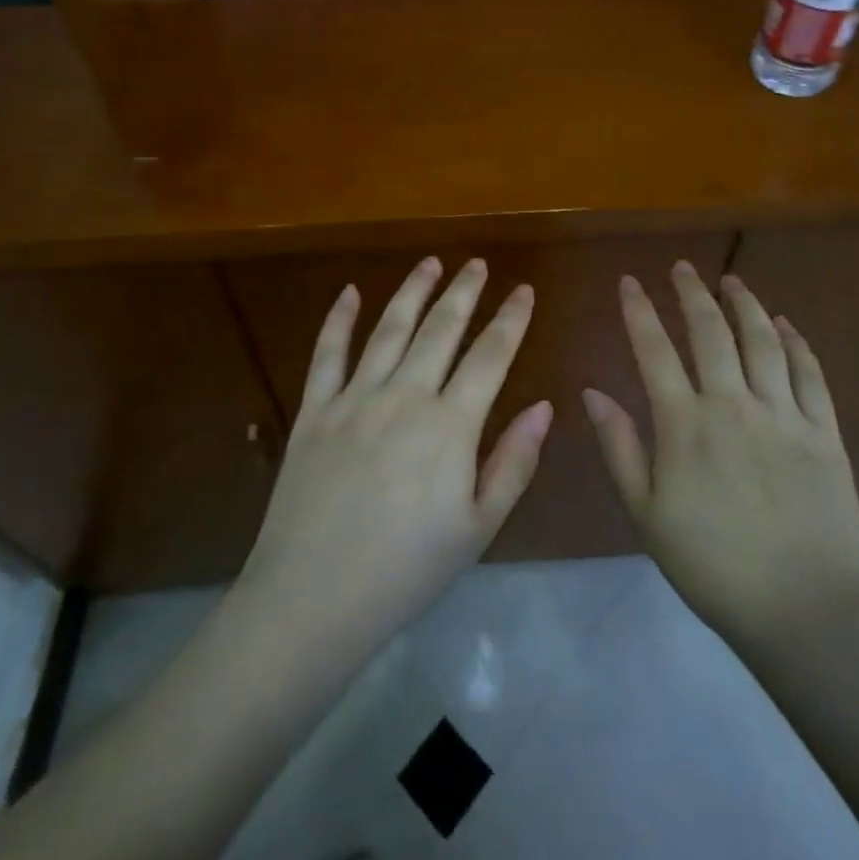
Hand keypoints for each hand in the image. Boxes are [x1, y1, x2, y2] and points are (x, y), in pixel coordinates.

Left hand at [238, 257, 551, 652]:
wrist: (314, 597)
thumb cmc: (407, 570)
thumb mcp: (478, 528)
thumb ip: (513, 462)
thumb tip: (544, 406)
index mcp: (450, 426)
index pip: (490, 356)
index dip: (510, 319)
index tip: (523, 290)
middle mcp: (404, 396)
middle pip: (441, 330)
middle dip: (464, 292)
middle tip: (478, 264)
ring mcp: (354, 398)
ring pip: (389, 329)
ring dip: (413, 292)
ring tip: (431, 262)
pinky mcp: (314, 410)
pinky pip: (327, 353)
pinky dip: (339, 319)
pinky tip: (350, 292)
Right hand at [582, 261, 858, 650]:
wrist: (804, 610)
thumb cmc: (712, 565)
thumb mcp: (646, 513)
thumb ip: (619, 447)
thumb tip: (592, 392)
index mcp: (685, 423)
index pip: (655, 350)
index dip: (639, 310)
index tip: (629, 281)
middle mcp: (733, 404)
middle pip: (710, 332)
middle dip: (692, 292)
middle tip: (681, 266)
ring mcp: (784, 415)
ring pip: (763, 341)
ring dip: (745, 305)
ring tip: (731, 281)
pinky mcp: (825, 433)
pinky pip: (811, 374)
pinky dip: (797, 343)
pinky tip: (785, 325)